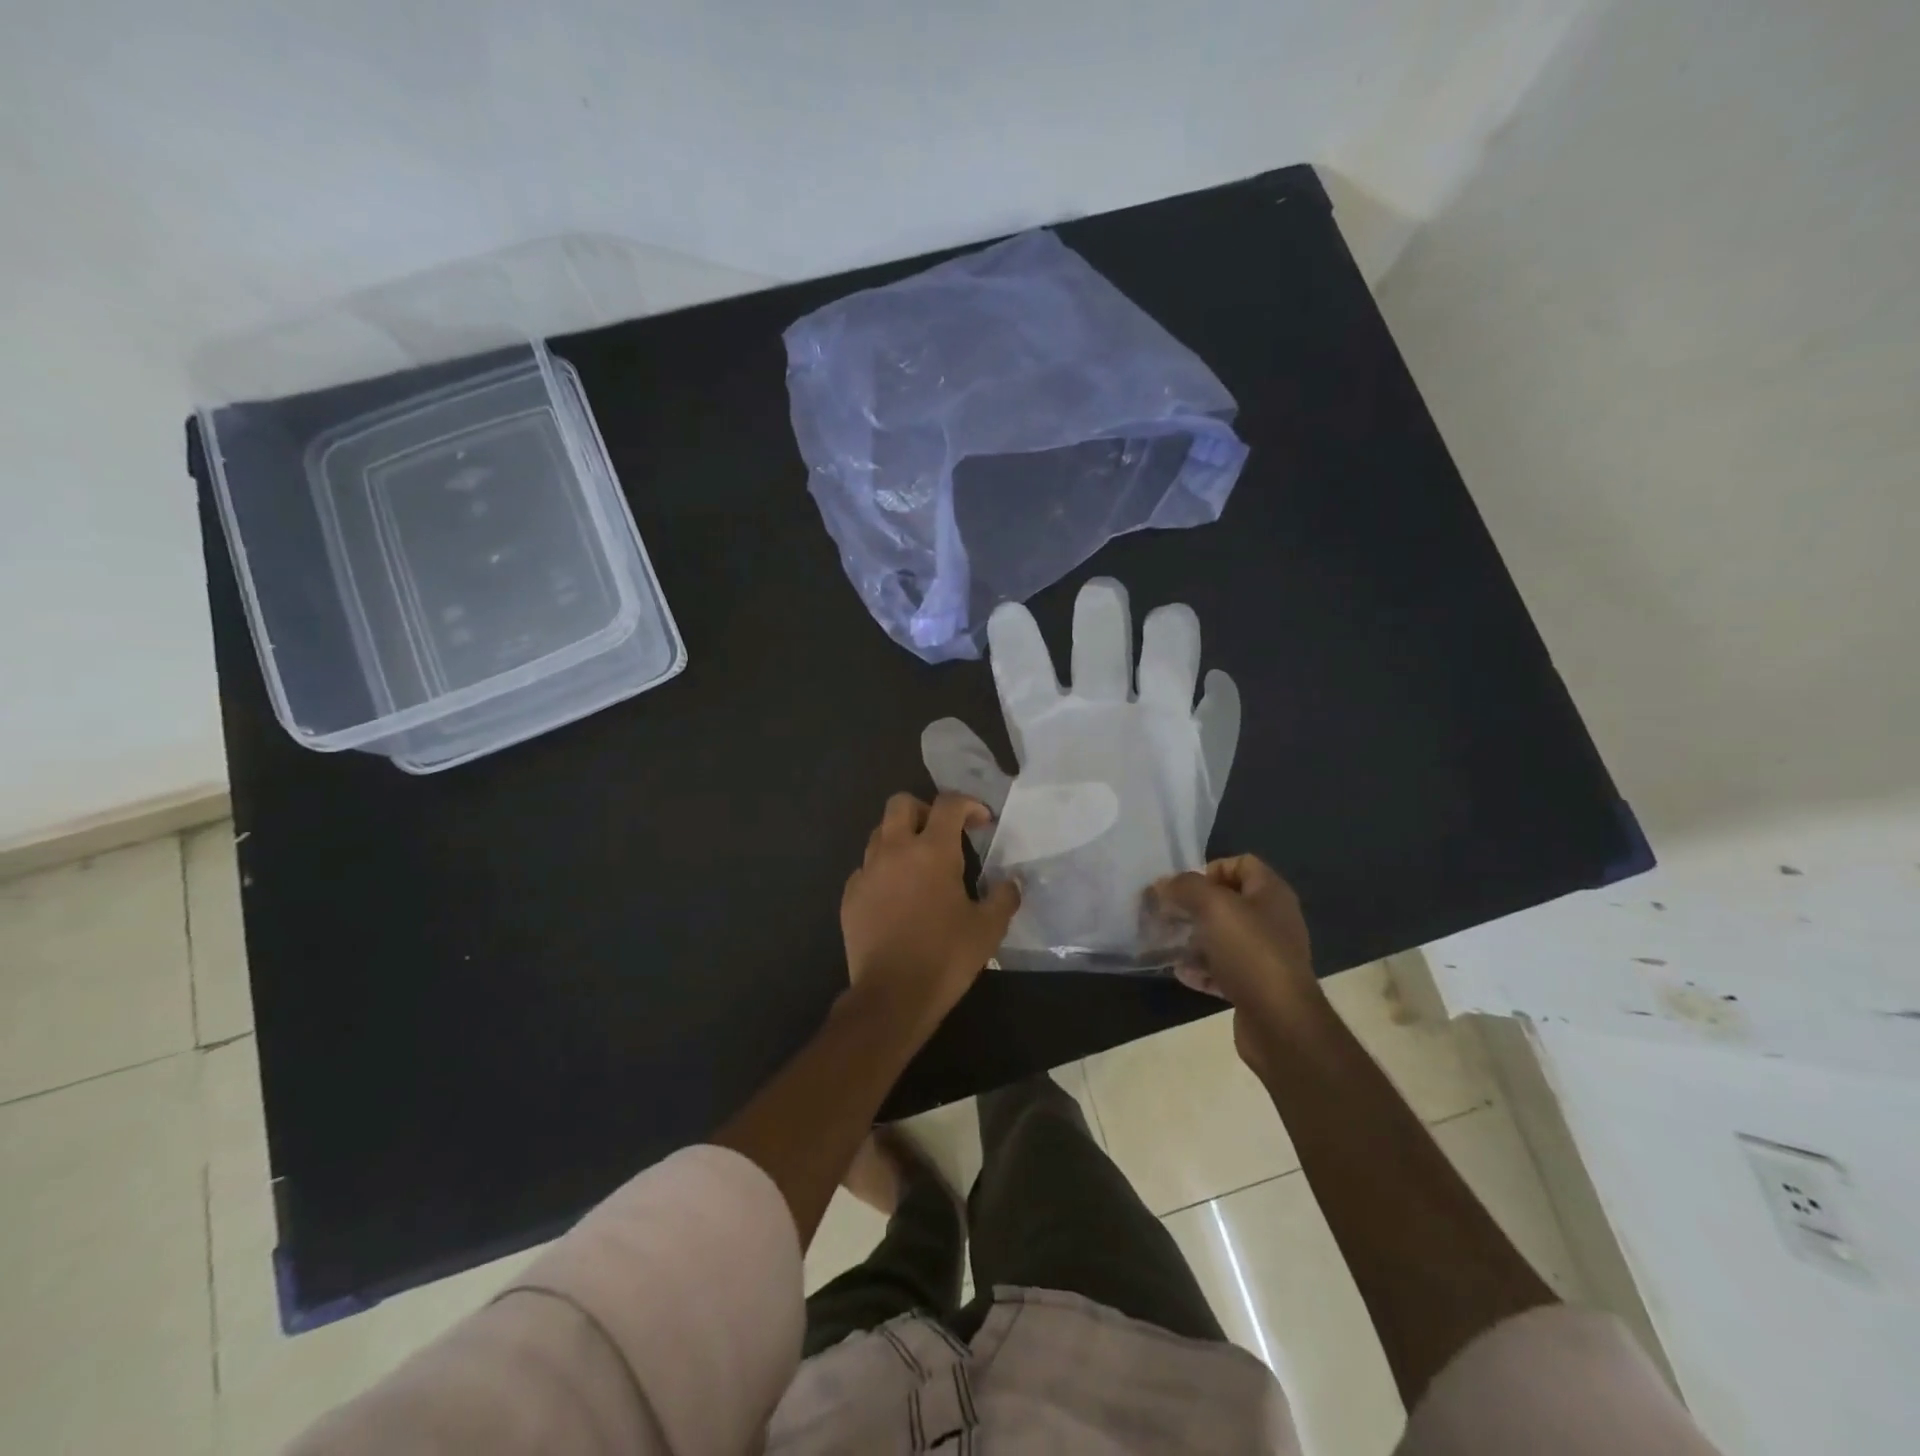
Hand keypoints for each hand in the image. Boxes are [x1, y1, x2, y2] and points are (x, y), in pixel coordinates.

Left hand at [840, 793, 1021, 1031]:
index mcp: (932, 850)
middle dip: (924, 809)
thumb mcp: (988, 928)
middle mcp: (895, 850)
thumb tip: (1011, 882)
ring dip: (901, 838)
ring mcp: (867, 871)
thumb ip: (1003, 897)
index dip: (969, 804)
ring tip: (919, 865)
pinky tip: (896, 896)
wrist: (891, 996)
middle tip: (943, 833)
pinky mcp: (850, 895)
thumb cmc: (945, 956)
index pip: (948, 804)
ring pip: (879, 833)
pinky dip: (882, 870)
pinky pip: (866, 867)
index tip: (982, 822)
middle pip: (901, 803)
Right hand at [1151, 855, 1320, 1072]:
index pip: (1241, 863)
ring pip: (1222, 937)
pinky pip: (1223, 969)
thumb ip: (1185, 887)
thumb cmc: (1250, 953)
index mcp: (1271, 894)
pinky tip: (1182, 974)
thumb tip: (1162, 883)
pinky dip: (1202, 970)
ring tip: (1168, 943)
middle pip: (1228, 901)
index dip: (1211, 869)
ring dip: (1194, 939)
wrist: (1281, 1023)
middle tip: (1168, 915)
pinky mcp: (1256, 986)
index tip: (1185, 889)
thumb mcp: (1213, 907)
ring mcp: (1265, 955)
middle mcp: (1272, 920)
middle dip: (1194, 906)